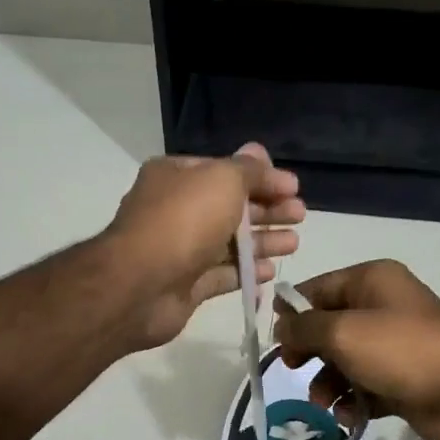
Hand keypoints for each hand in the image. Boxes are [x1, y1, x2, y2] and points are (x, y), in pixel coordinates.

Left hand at [103, 143, 303, 349]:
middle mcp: (176, 210)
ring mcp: (180, 250)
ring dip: (262, 242)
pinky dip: (246, 273)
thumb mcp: (222, 180)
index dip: (262, 178)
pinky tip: (271, 274)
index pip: (226, 172)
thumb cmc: (183, 221)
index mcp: (177, 177)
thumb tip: (260, 153)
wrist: (140, 285)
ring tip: (294, 244)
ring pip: (229, 243)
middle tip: (300, 216)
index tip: (295, 189)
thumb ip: (248, 170)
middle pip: (230, 207)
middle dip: (267, 211)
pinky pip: (222, 276)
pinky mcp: (186, 285)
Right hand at [274, 260, 439, 439]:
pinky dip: (353, 400)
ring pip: (343, 360)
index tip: (275, 339)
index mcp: (370, 281)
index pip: (316, 289)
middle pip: (327, 326)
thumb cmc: (400, 350)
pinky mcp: (400, 378)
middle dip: (308, 351)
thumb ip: (303, 328)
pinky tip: (351, 413)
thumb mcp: (342, 333)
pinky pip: (364, 386)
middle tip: (293, 369)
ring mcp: (392, 344)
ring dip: (327, 382)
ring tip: (324, 401)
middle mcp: (381, 307)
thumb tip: (281, 327)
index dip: (292, 312)